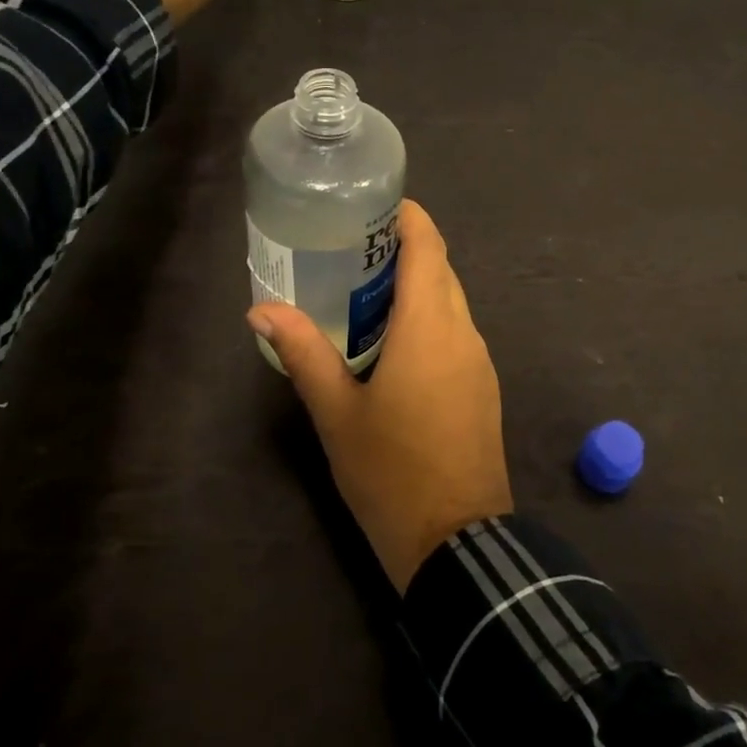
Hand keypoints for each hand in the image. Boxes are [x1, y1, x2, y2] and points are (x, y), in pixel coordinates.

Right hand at [248, 201, 513, 591]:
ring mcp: (480, 360)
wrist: (456, 538)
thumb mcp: (337, 412)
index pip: (428, 246)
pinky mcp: (484, 386)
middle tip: (352, 253)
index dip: (408, 217)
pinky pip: (458, 333)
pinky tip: (395, 344)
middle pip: (440, 270)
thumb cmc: (390, 471)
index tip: (373, 208)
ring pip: (452, 302)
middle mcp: (464, 332)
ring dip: (417, 288)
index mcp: (430, 326)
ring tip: (365, 295)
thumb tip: (262, 309)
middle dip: (404, 252)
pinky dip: (430, 320)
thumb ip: (303, 353)